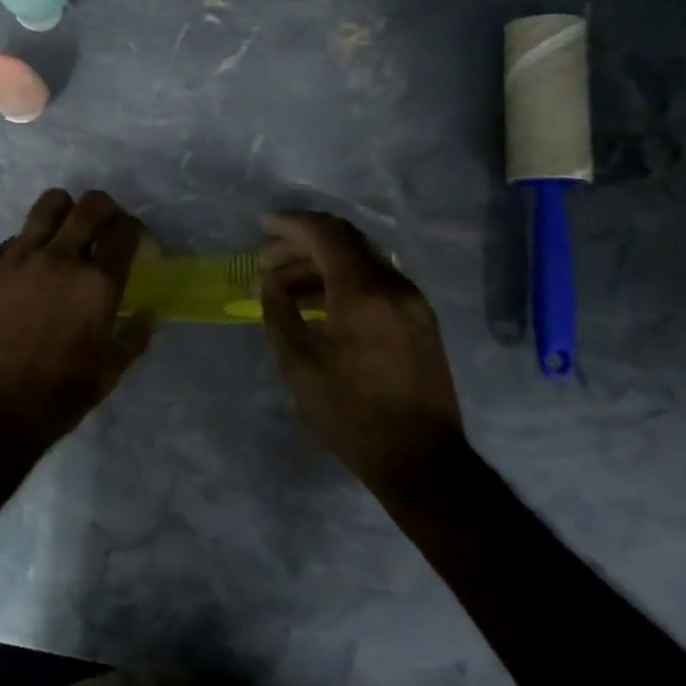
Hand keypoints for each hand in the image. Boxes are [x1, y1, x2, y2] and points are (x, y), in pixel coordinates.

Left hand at [0, 188, 156, 454]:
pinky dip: (28, 246)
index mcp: (98, 284)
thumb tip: (149, 313)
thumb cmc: (58, 397)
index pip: (125, 231)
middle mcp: (61, 259)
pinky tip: (26, 272)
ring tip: (64, 231)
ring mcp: (19, 259)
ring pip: (49, 205)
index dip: (134, 230)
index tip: (132, 240)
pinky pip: (13, 239)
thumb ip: (135, 336)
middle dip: (106, 209)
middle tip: (104, 226)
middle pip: (91, 205)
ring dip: (65, 211)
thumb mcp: (110, 372)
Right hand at [259, 211, 464, 492]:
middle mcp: (393, 284)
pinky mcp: (420, 320)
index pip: (326, 233)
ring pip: (360, 262)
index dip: (291, 224)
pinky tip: (320, 307)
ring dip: (321, 266)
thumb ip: (280, 314)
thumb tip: (271, 284)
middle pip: (344, 241)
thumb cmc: (353, 415)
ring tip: (286, 290)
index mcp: (363, 292)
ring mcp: (412, 301)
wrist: (423, 461)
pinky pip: (376, 284)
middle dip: (301, 244)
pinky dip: (344, 283)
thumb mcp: (300, 366)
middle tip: (266, 262)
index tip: (262, 226)